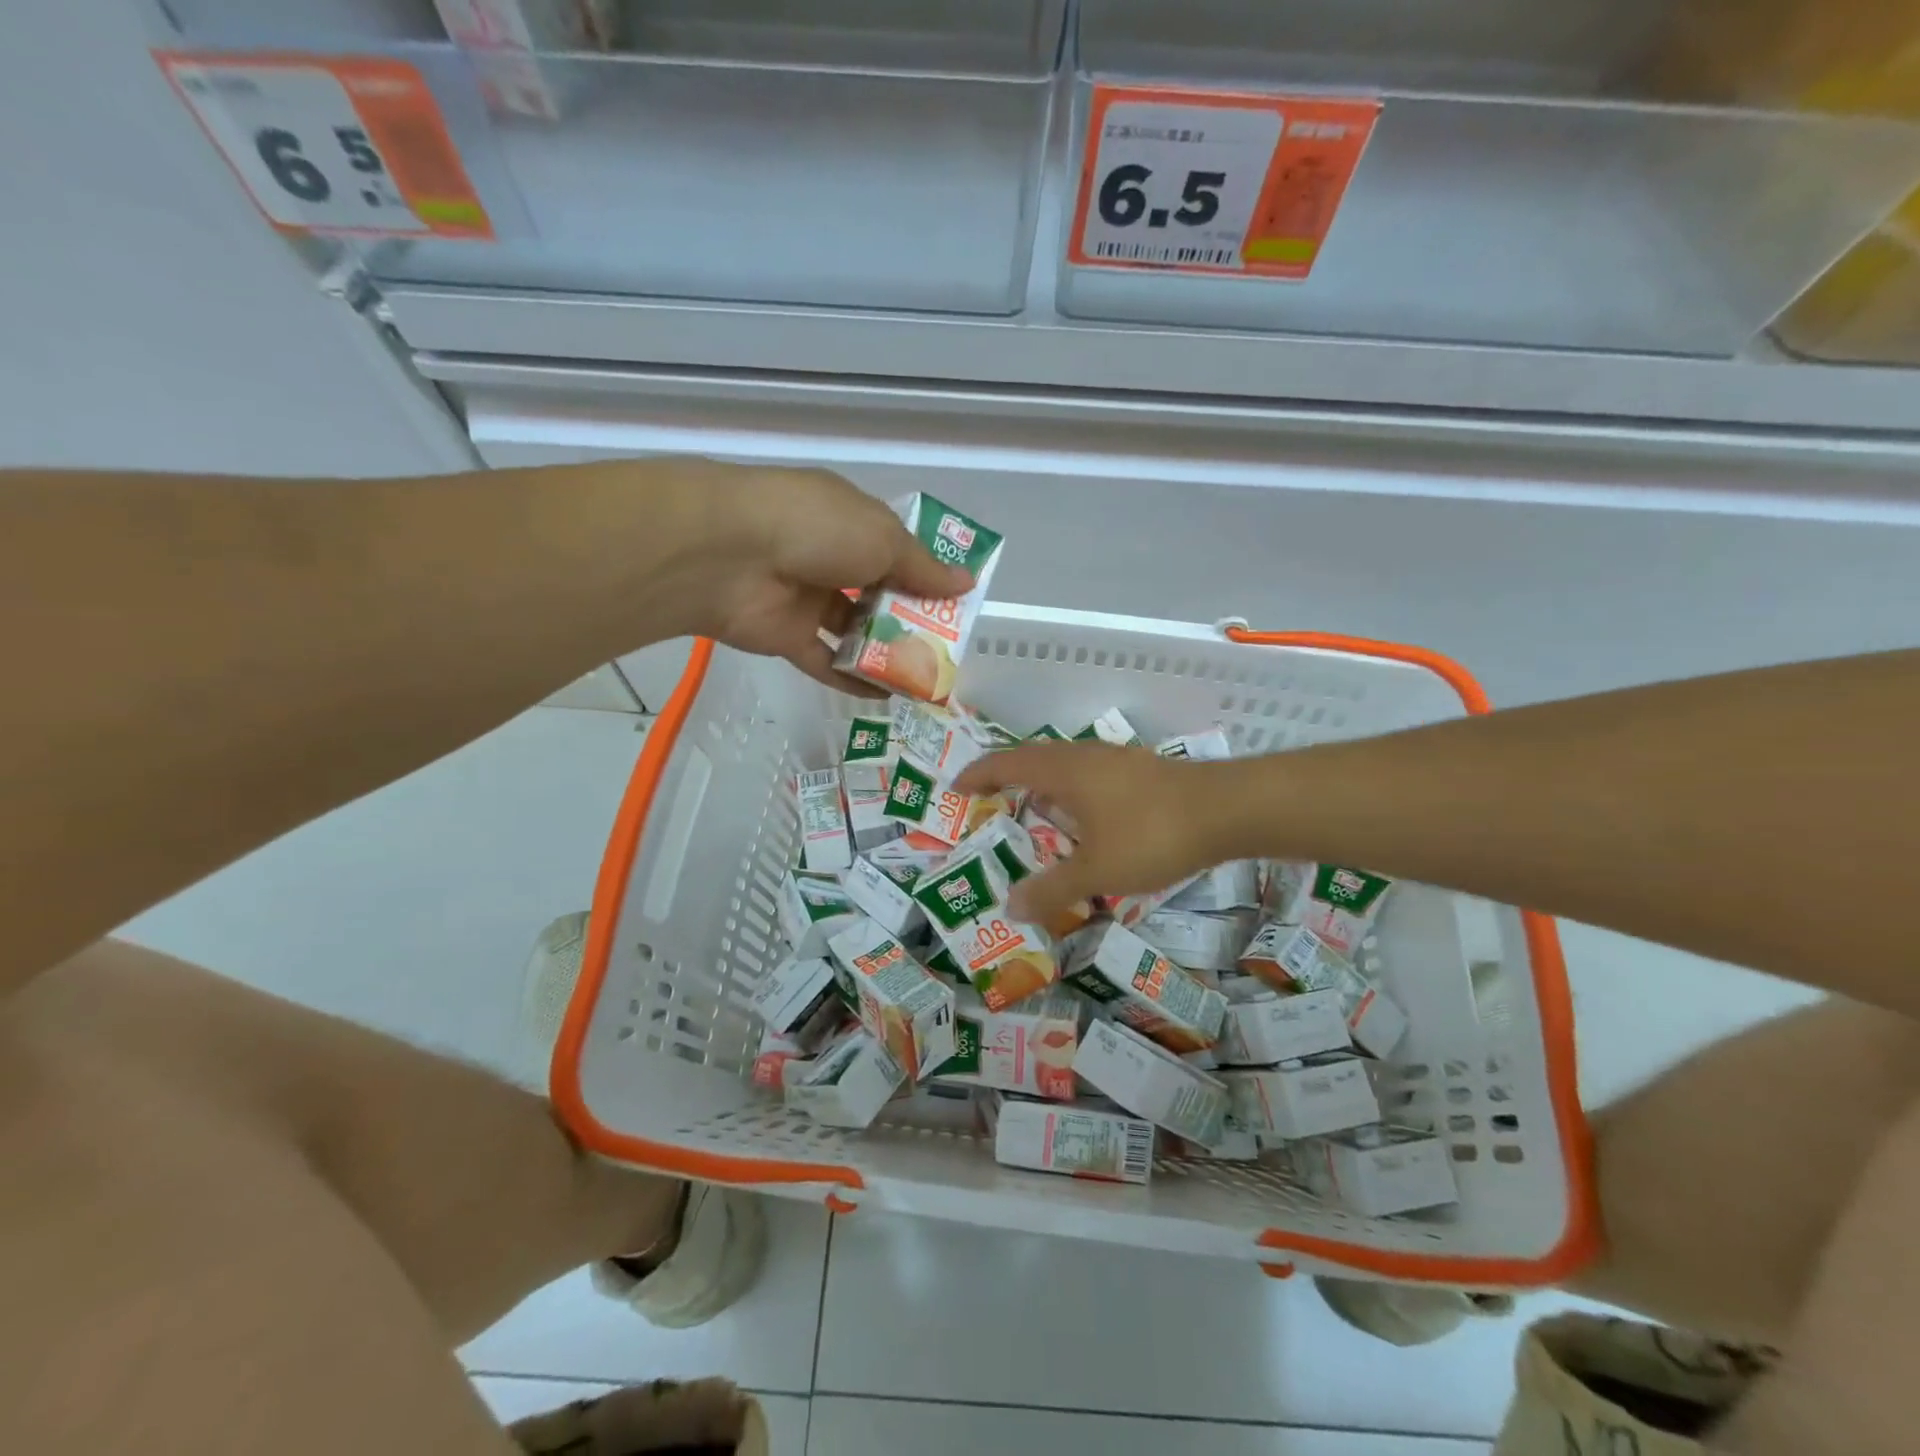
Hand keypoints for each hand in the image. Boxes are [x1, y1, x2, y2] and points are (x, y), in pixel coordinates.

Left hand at [615, 461, 971, 690]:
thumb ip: (923, 569)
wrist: (728, 555)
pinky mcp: (786, 636)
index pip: (896, 550)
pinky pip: (827, 661)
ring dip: (886, 652)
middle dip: (912, 617)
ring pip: (854, 629)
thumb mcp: (883, 540)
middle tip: (947, 648)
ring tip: (925, 677)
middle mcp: (828, 557)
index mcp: (850, 522)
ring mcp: (806, 598)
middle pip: (878, 592)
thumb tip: (966, 583)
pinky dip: (854, 679)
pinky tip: (888, 697)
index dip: (926, 574)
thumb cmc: (817, 530)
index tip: (955, 602)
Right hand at [955, 743, 1249, 926]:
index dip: (979, 774)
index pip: (1006, 763)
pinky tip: (1086, 819)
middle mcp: (1083, 756)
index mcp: (1062, 770)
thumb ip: (1052, 888)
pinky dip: (1072, 792)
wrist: (1227, 809)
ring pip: (1064, 765)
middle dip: (1008, 778)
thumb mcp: (1096, 870)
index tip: (958, 787)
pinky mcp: (1140, 770)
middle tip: (991, 802)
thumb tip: (1010, 907)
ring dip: (1043, 784)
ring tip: (1034, 812)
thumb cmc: (1151, 834)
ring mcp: (1115, 759)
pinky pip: (1089, 775)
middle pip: (1033, 758)